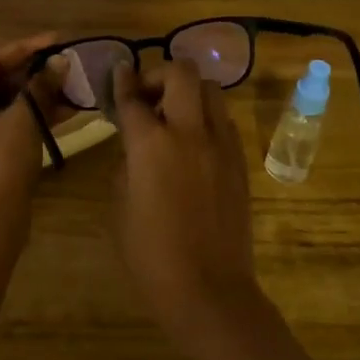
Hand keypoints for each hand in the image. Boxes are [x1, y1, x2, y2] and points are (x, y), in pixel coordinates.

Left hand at [0, 33, 66, 223]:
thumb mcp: (24, 119)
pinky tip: (65, 110)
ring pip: (6, 104)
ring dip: (37, 96)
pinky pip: (7, 124)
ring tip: (72, 86)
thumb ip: (42, 86)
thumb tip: (61, 61)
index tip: (56, 40)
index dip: (26, 49)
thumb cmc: (0, 163)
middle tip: (66, 64)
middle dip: (35, 74)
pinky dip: (32, 117)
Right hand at [110, 60, 262, 346]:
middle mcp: (189, 132)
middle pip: (181, 73)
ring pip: (211, 90)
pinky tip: (194, 142)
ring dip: (188, 92)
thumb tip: (136, 147)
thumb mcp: (120, 205)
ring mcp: (221, 145)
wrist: (209, 289)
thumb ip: (127, 164)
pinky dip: (207, 118)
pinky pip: (224, 121)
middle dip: (159, 74)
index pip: (133, 97)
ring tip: (174, 115)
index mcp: (151, 144)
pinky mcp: (240, 161)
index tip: (119, 70)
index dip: (122, 80)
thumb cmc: (151, 254)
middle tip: (148, 95)